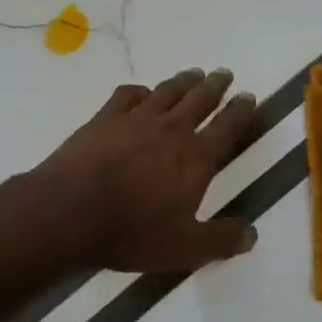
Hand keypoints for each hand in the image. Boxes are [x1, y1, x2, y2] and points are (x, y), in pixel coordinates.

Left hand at [29, 68, 259, 272]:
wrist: (70, 211)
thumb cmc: (132, 232)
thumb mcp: (185, 249)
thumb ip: (221, 240)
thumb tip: (252, 233)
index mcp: (195, 159)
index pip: (227, 128)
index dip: (240, 111)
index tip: (248, 96)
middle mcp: (171, 130)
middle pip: (199, 100)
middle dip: (215, 85)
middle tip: (224, 73)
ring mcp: (135, 120)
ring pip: (167, 91)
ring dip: (183, 81)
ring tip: (194, 74)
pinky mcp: (104, 118)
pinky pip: (127, 95)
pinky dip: (140, 91)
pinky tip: (142, 93)